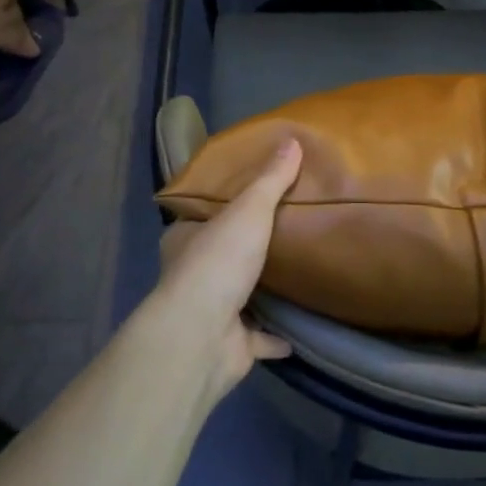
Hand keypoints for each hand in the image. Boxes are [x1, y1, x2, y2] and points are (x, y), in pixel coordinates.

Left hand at [147, 139, 301, 400]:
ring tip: (297, 272)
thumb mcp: (248, 210)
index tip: (250, 196)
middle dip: (245, 246)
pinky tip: (300, 326)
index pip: (200, 215)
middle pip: (221, 254)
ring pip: (239, 295)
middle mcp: (192, 274)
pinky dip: (276, 335)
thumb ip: (270, 179)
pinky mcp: (231, 344)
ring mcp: (210, 312)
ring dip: (261, 289)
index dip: (221, 205)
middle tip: (283, 229)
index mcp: (185, 239)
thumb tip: (292, 140)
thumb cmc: (218, 263)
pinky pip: (258, 337)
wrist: (202, 337)